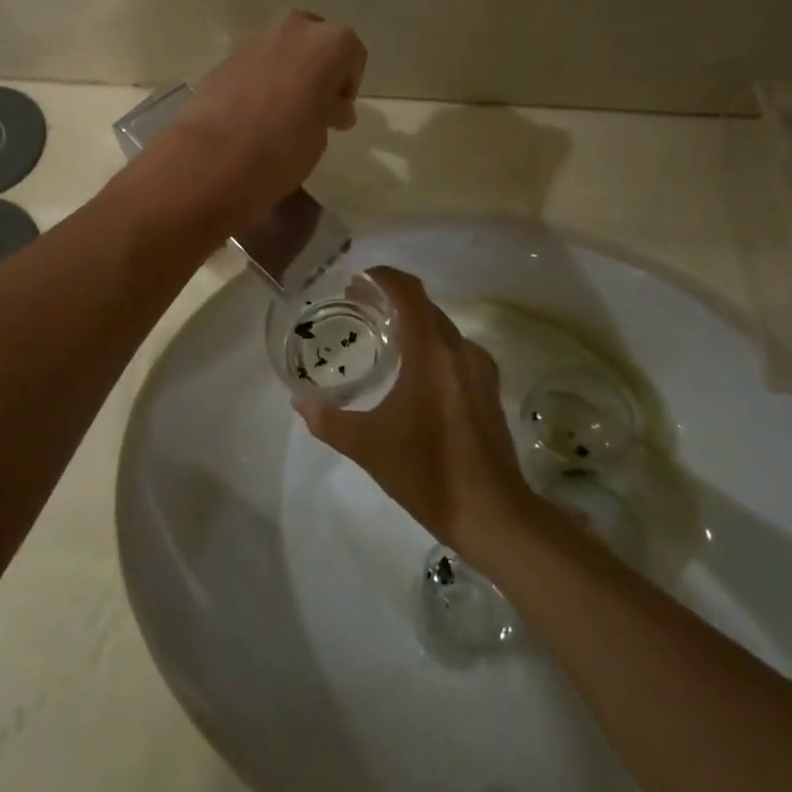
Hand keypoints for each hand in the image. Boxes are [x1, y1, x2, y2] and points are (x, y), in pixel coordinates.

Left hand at [156, 11, 365, 231]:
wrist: (214, 157)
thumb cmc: (283, 147)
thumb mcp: (322, 134)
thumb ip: (330, 112)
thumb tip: (330, 108)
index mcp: (329, 43)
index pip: (353, 56)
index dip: (348, 86)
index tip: (337, 115)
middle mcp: (294, 28)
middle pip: (317, 42)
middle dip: (319, 71)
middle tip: (313, 108)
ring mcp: (256, 39)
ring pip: (284, 50)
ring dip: (289, 73)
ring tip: (282, 114)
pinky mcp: (226, 56)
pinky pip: (256, 63)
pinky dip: (262, 80)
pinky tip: (255, 113)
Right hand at [295, 269, 539, 556]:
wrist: (492, 514)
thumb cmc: (426, 471)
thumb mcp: (368, 445)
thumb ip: (329, 420)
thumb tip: (300, 403)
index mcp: (432, 351)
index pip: (409, 292)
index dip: (384, 278)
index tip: (357, 281)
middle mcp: (460, 349)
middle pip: (426, 307)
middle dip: (393, 301)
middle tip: (359, 310)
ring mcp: (480, 369)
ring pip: (443, 330)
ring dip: (414, 325)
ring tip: (383, 341)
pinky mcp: (489, 390)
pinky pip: (456, 352)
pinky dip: (431, 348)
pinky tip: (413, 374)